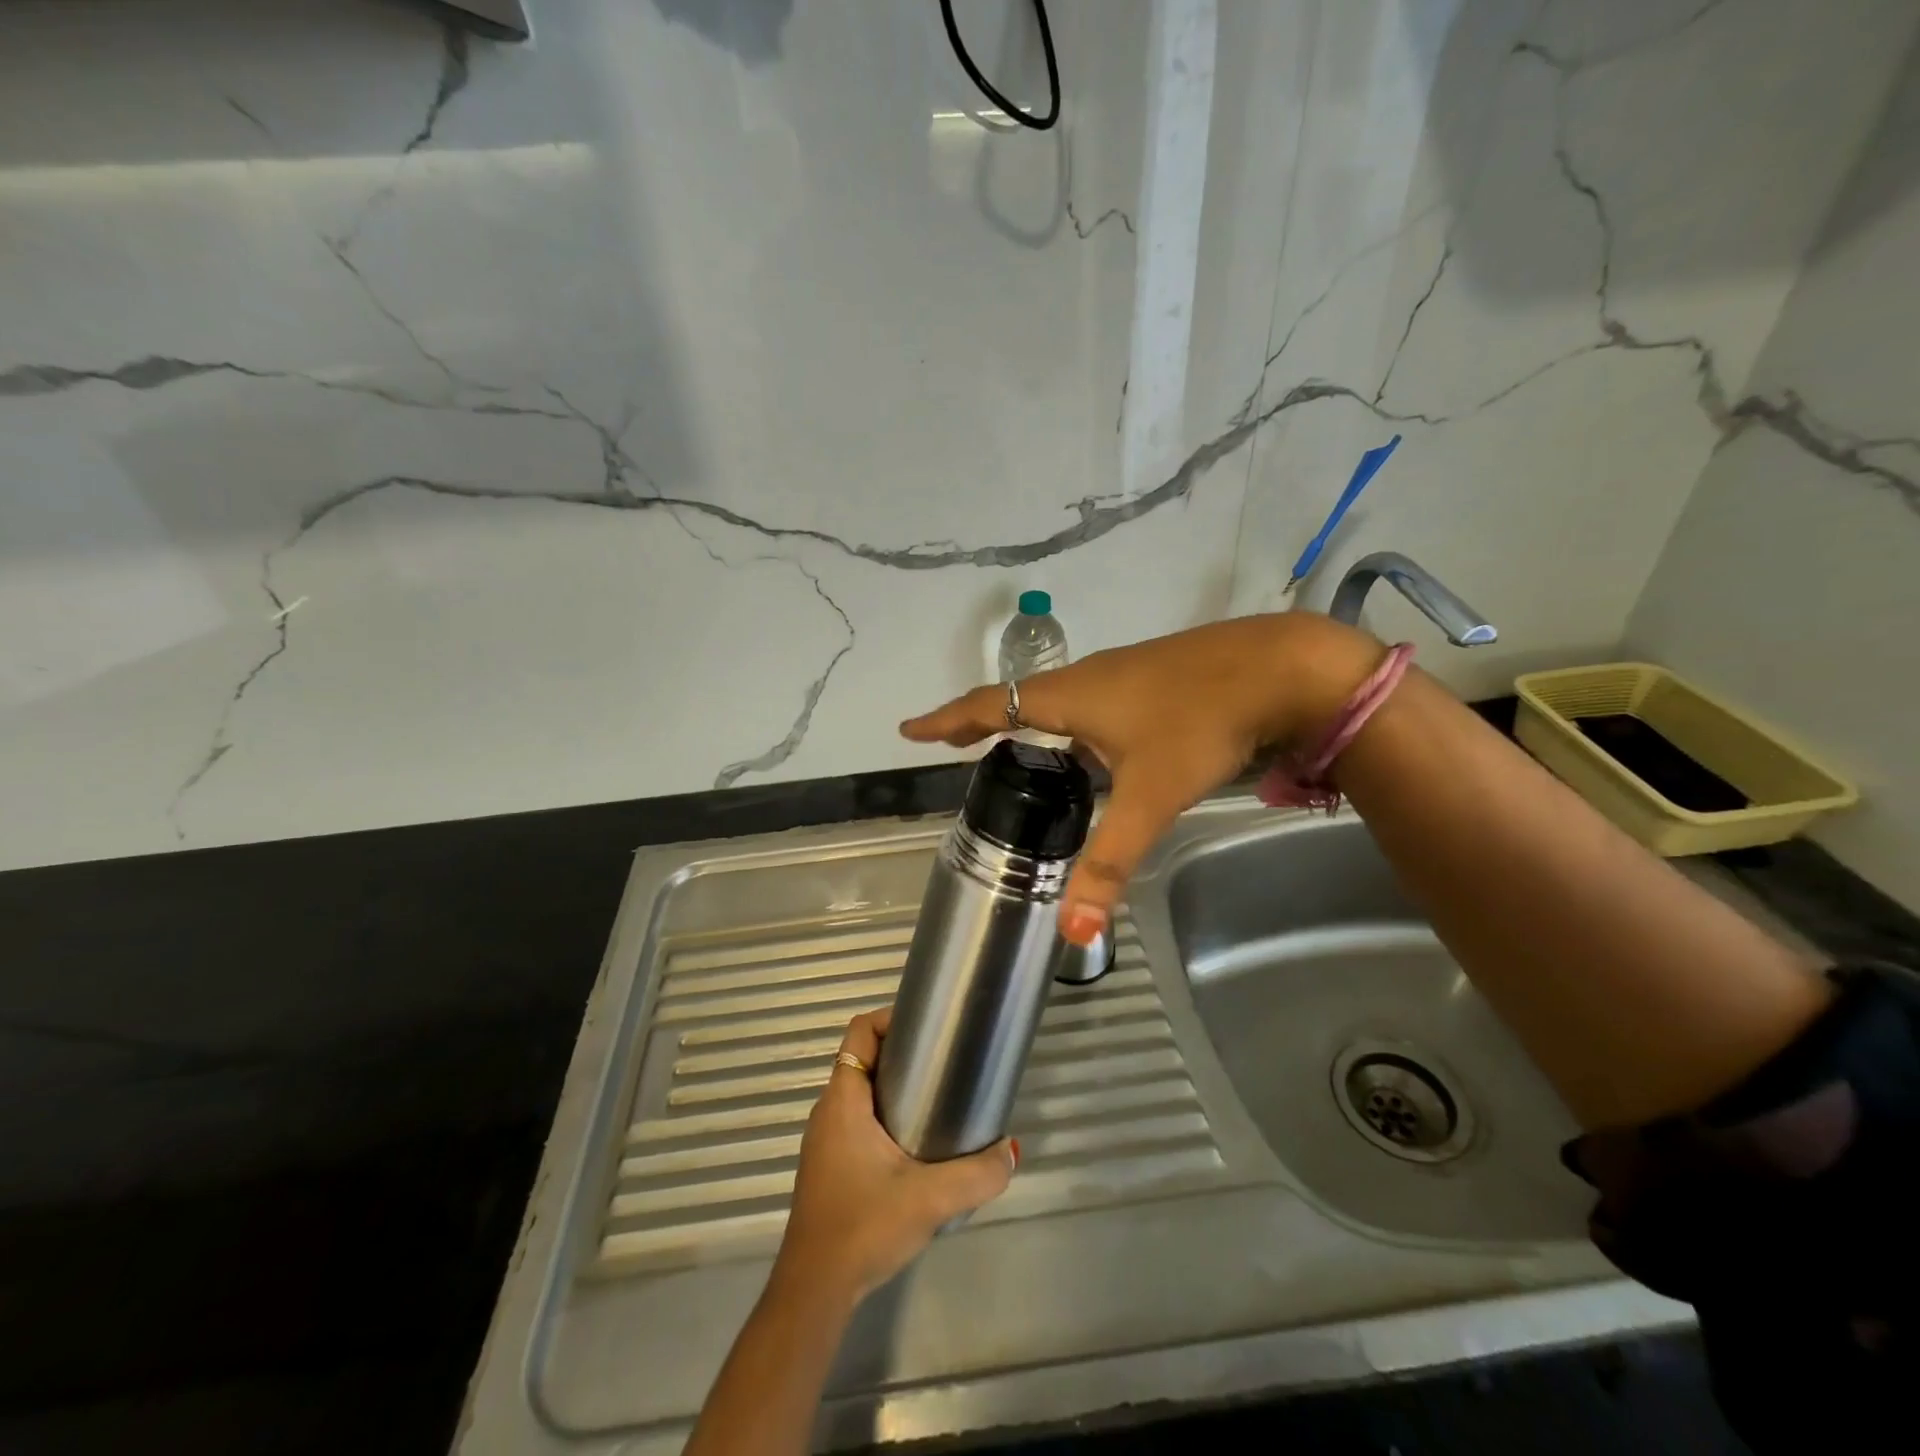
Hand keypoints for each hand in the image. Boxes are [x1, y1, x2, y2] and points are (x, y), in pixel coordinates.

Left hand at [773, 1008, 1016, 1309]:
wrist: (814, 1292)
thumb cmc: (863, 1227)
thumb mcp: (930, 1199)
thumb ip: (977, 1174)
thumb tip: (1010, 1151)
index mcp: (844, 1100)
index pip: (860, 1031)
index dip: (891, 1019)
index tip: (929, 1028)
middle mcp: (829, 1112)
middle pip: (864, 1059)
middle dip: (903, 1054)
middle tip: (945, 1065)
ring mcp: (826, 1141)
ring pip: (861, 1094)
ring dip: (895, 1089)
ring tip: (938, 1102)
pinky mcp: (829, 1167)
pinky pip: (858, 1122)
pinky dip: (885, 1118)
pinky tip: (915, 1148)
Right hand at [900, 612, 1381, 945]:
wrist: (1281, 667)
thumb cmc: (1200, 723)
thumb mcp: (1150, 796)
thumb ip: (1109, 862)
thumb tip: (1070, 928)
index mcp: (1069, 698)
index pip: (988, 707)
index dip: (947, 721)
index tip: (910, 729)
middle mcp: (1088, 678)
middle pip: (1018, 699)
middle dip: (983, 722)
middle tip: (959, 746)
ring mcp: (1123, 671)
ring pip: (1059, 699)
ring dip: (1029, 722)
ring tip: (1019, 750)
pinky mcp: (1152, 676)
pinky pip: (1091, 700)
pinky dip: (1069, 722)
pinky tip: (1095, 747)